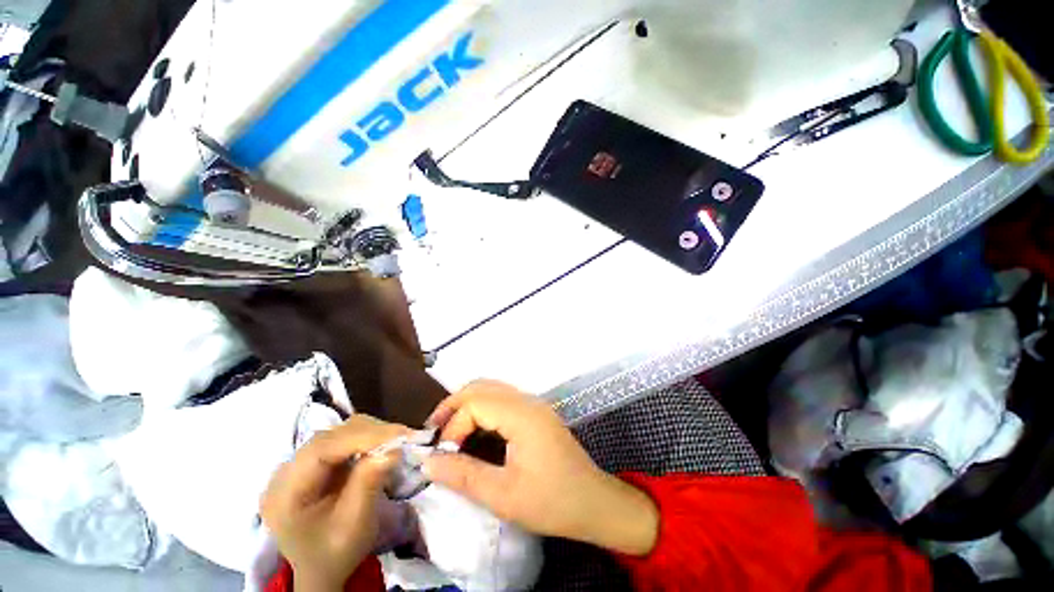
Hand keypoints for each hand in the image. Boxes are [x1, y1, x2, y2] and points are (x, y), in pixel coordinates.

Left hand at [260, 415, 410, 590]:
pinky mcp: (314, 462)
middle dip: (371, 432)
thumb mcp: (354, 526)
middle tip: (405, 437)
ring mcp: (299, 465)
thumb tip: (394, 449)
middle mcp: (286, 472)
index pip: (322, 449)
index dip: (362, 436)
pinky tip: (381, 446)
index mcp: (285, 494)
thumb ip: (368, 485)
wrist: (322, 570)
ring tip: (396, 441)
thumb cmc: (336, 554)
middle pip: (331, 436)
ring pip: (338, 432)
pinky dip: (367, 438)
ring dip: (371, 433)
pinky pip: (342, 439)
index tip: (399, 434)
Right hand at [423, 380, 658, 555]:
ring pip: (492, 390)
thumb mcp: (504, 496)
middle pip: (482, 387)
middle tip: (434, 433)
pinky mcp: (536, 413)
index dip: (453, 425)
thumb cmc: (552, 502)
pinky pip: (502, 400)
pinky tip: (474, 432)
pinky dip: (482, 410)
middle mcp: (528, 401)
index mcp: (522, 415)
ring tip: (449, 433)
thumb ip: (464, 476)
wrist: (594, 503)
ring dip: (467, 406)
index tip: (441, 454)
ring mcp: (533, 405)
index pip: (476, 403)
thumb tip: (428, 461)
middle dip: (454, 406)